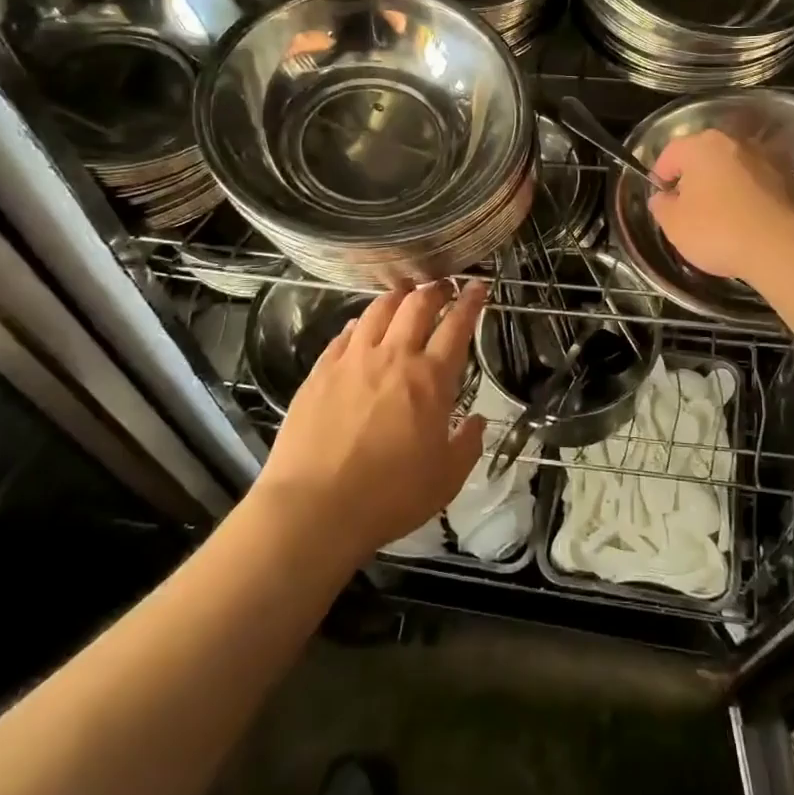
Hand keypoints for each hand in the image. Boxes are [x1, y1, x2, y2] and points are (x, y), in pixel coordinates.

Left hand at [255, 281, 487, 561]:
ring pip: (378, 310)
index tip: (479, 286)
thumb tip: (477, 422)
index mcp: (431, 379)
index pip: (457, 326)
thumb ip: (467, 445)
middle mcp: (393, 357)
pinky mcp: (320, 371)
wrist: (314, 508)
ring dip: (397, 295)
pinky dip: (360, 322)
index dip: (471, 302)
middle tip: (443, 286)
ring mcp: (353, 360)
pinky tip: (361, 325)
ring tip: (405, 291)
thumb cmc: (390, 496)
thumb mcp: (446, 479)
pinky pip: (345, 333)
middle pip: (417, 305)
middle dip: (435, 289)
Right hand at [648, 129, 793, 283]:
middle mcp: (735, 142)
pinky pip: (758, 184)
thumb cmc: (719, 230)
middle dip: (694, 180)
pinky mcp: (791, 178)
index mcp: (701, 145)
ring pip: (734, 169)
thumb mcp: (674, 225)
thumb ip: (661, 206)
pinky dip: (749, 197)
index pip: (670, 153)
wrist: (786, 246)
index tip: (662, 200)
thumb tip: (663, 198)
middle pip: (704, 157)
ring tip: (721, 219)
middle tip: (689, 210)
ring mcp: (766, 157)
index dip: (660, 177)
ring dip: (724, 187)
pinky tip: (748, 223)